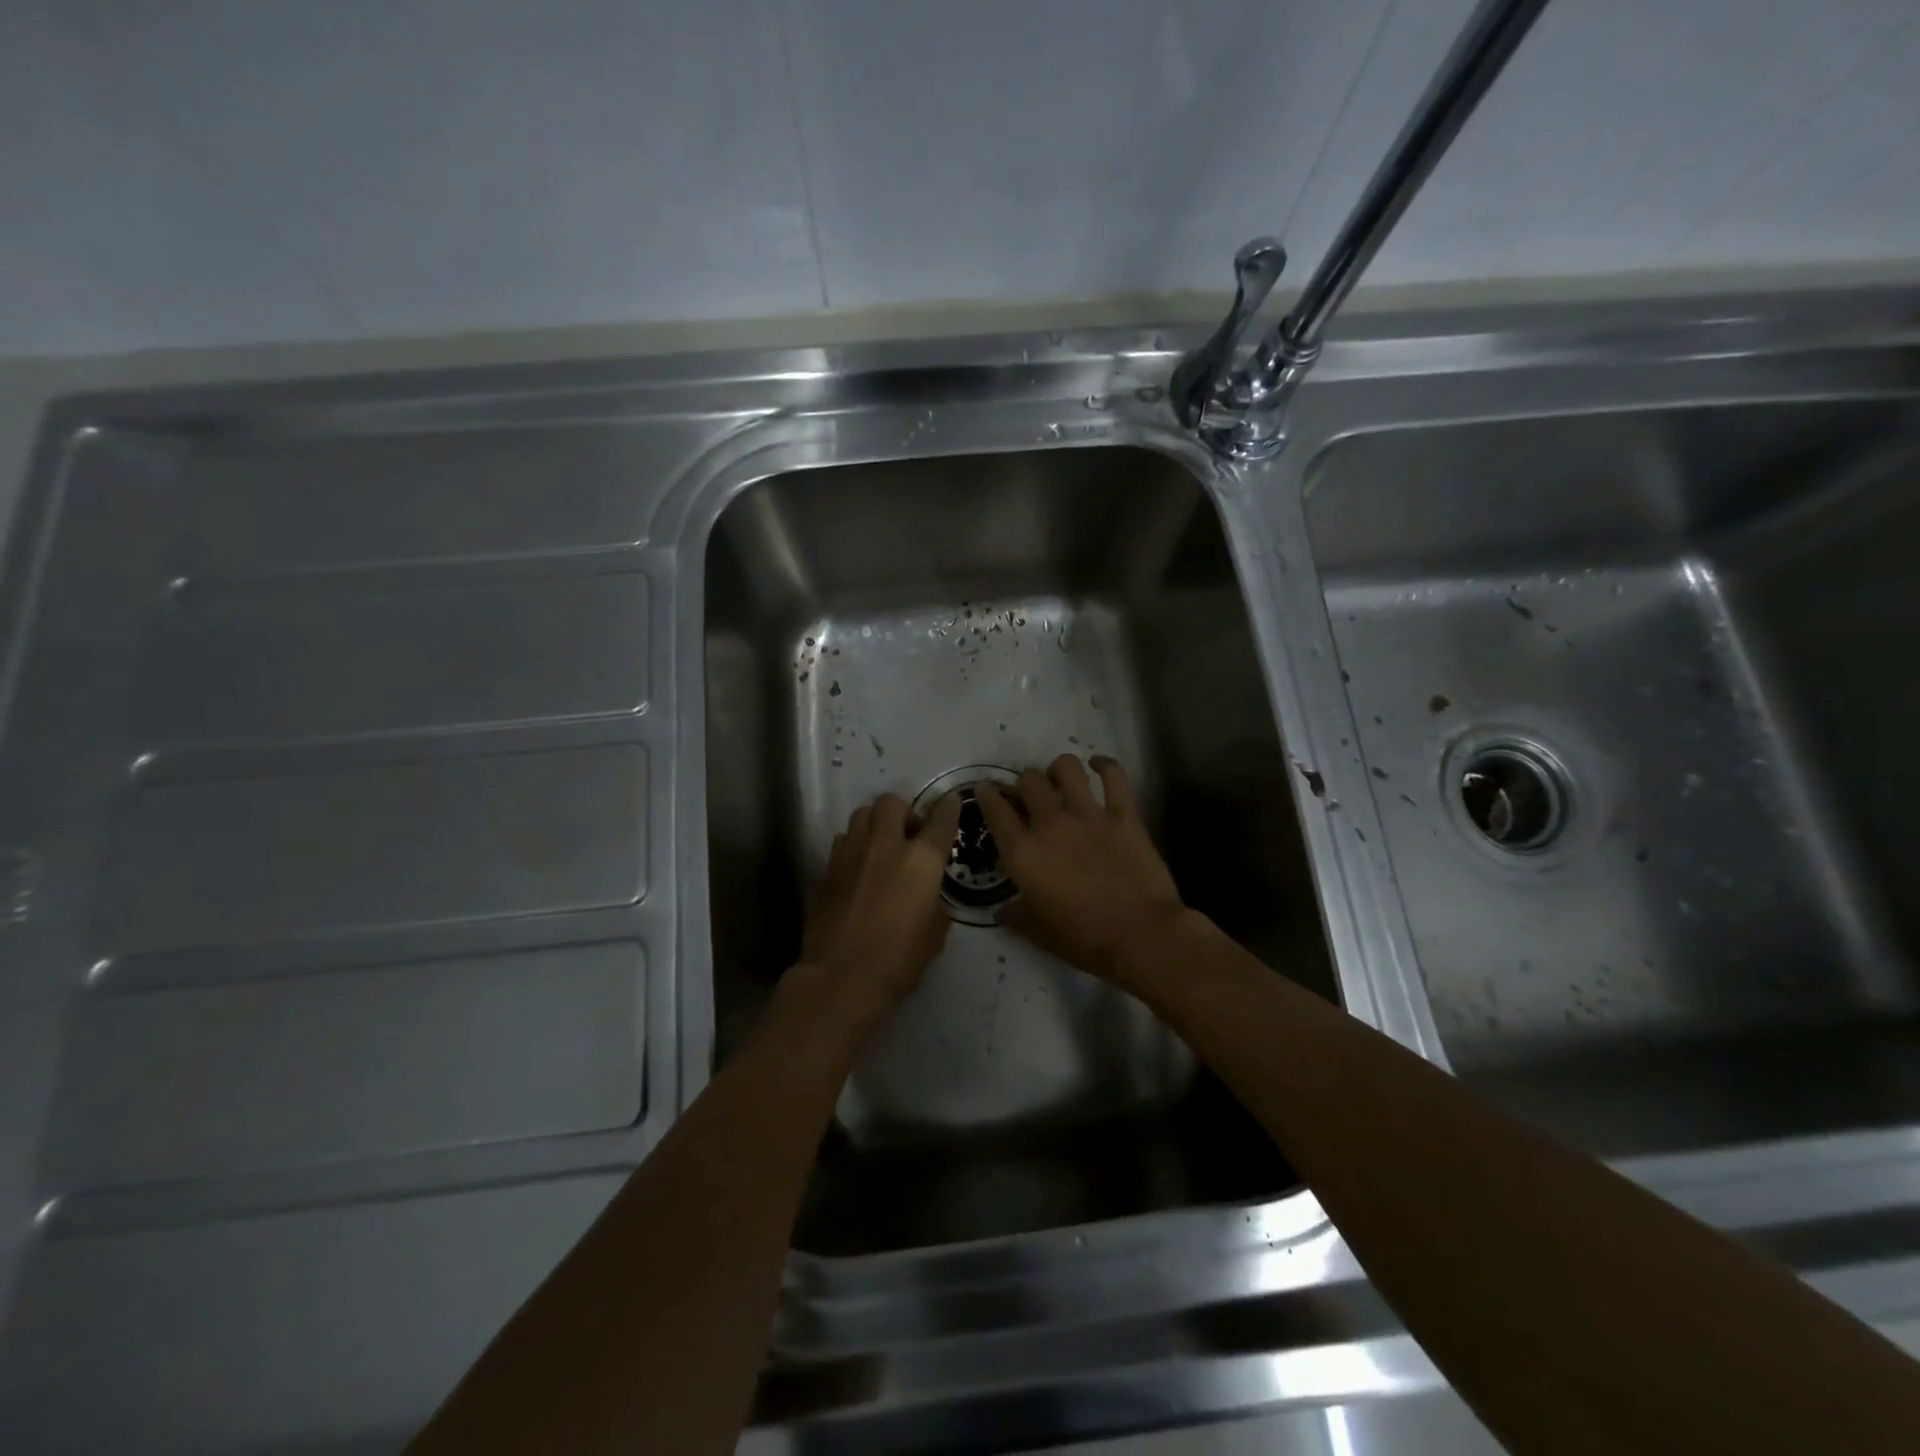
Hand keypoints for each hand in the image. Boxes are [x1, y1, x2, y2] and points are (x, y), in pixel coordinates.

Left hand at [793, 791, 963, 1033]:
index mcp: (920, 860)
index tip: (951, 802)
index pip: (940, 820)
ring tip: (880, 847)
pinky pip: (842, 841)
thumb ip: (934, 901)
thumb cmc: (898, 960)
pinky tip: (857, 868)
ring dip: (875, 824)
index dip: (949, 808)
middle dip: (902, 811)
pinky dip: (853, 846)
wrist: (840, 978)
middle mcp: (884, 846)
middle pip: (891, 802)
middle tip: (908, 834)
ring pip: (861, 815)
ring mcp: (850, 854)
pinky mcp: (826, 869)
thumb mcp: (935, 933)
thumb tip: (927, 894)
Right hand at [977, 755, 1186, 985]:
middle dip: (1025, 783)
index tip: (986, 790)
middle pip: (1029, 780)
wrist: (1142, 936)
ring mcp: (1089, 815)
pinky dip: (1104, 765)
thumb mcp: (1039, 933)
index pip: (995, 810)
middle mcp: (1050, 824)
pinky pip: (1113, 776)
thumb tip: (1002, 910)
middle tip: (1030, 795)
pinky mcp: (1123, 814)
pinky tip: (1098, 765)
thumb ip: (1016, 916)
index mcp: (1023, 853)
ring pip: (1066, 768)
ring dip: (1059, 769)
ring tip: (1061, 779)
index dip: (986, 795)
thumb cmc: (1085, 940)